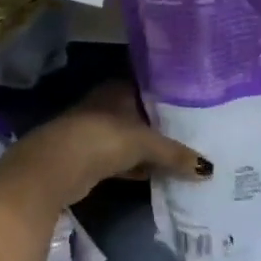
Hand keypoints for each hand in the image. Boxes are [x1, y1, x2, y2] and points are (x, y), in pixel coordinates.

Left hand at [0, 80, 210, 215]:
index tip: (197, 101)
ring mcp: (96, 131)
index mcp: (119, 88)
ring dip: (150, 148)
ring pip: (132, 137)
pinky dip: (137, 167)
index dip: (171, 93)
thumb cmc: (101, 139)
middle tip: (197, 130)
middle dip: (164, 123)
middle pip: (142, 113)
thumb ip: (175, 153)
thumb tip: (208, 168)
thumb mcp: (144, 143)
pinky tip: (156, 176)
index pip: (151, 84)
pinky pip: (122, 159)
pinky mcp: (90, 158)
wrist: (52, 169)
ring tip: (184, 154)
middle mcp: (107, 104)